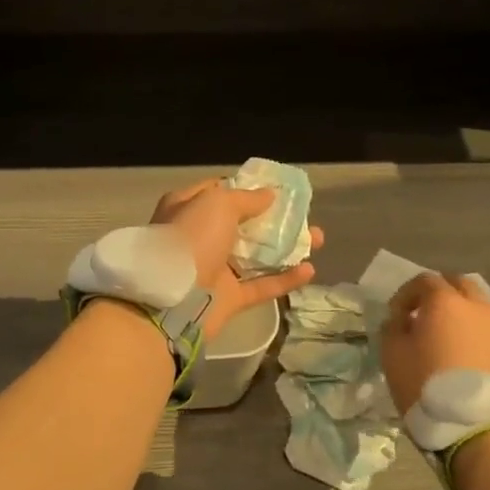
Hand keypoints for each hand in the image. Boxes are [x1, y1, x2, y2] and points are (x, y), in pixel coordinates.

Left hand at [151, 179, 322, 339]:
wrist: (170, 301)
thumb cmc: (191, 240)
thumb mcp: (217, 204)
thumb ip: (246, 198)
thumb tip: (269, 195)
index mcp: (187, 209)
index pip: (219, 191)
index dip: (246, 188)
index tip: (276, 188)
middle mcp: (199, 237)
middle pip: (243, 224)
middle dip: (274, 220)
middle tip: (304, 215)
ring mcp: (214, 269)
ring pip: (256, 255)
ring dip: (286, 247)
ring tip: (318, 239)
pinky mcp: (228, 298)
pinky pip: (261, 285)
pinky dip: (284, 279)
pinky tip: (310, 270)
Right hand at [380, 273, 489, 415]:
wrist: (478, 428)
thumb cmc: (426, 386)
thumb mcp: (392, 354)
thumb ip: (393, 328)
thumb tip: (401, 319)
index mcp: (445, 301)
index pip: (424, 280)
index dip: (406, 294)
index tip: (396, 315)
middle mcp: (478, 307)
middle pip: (460, 284)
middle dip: (441, 293)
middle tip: (426, 316)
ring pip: (482, 308)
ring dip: (465, 315)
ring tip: (453, 339)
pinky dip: (484, 337)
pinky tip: (476, 357)